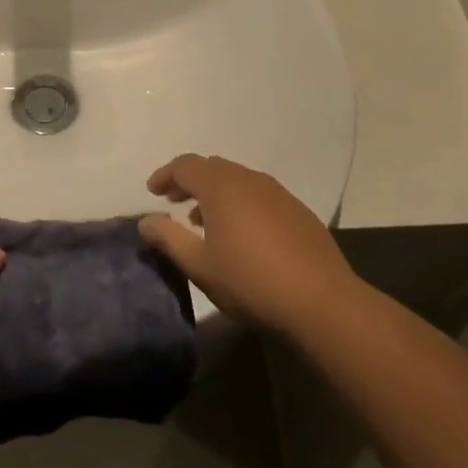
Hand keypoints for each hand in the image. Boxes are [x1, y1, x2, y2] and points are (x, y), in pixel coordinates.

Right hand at [137, 154, 353, 332]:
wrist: (321, 301)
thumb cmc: (250, 281)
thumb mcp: (198, 265)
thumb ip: (168, 238)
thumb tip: (146, 221)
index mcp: (222, 187)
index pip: (186, 166)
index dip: (165, 175)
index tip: (152, 192)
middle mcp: (250, 180)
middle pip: (213, 168)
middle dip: (190, 182)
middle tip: (174, 203)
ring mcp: (278, 194)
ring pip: (238, 181)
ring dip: (216, 194)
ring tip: (204, 222)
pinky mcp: (298, 212)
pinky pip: (259, 195)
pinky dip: (241, 204)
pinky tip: (242, 235)